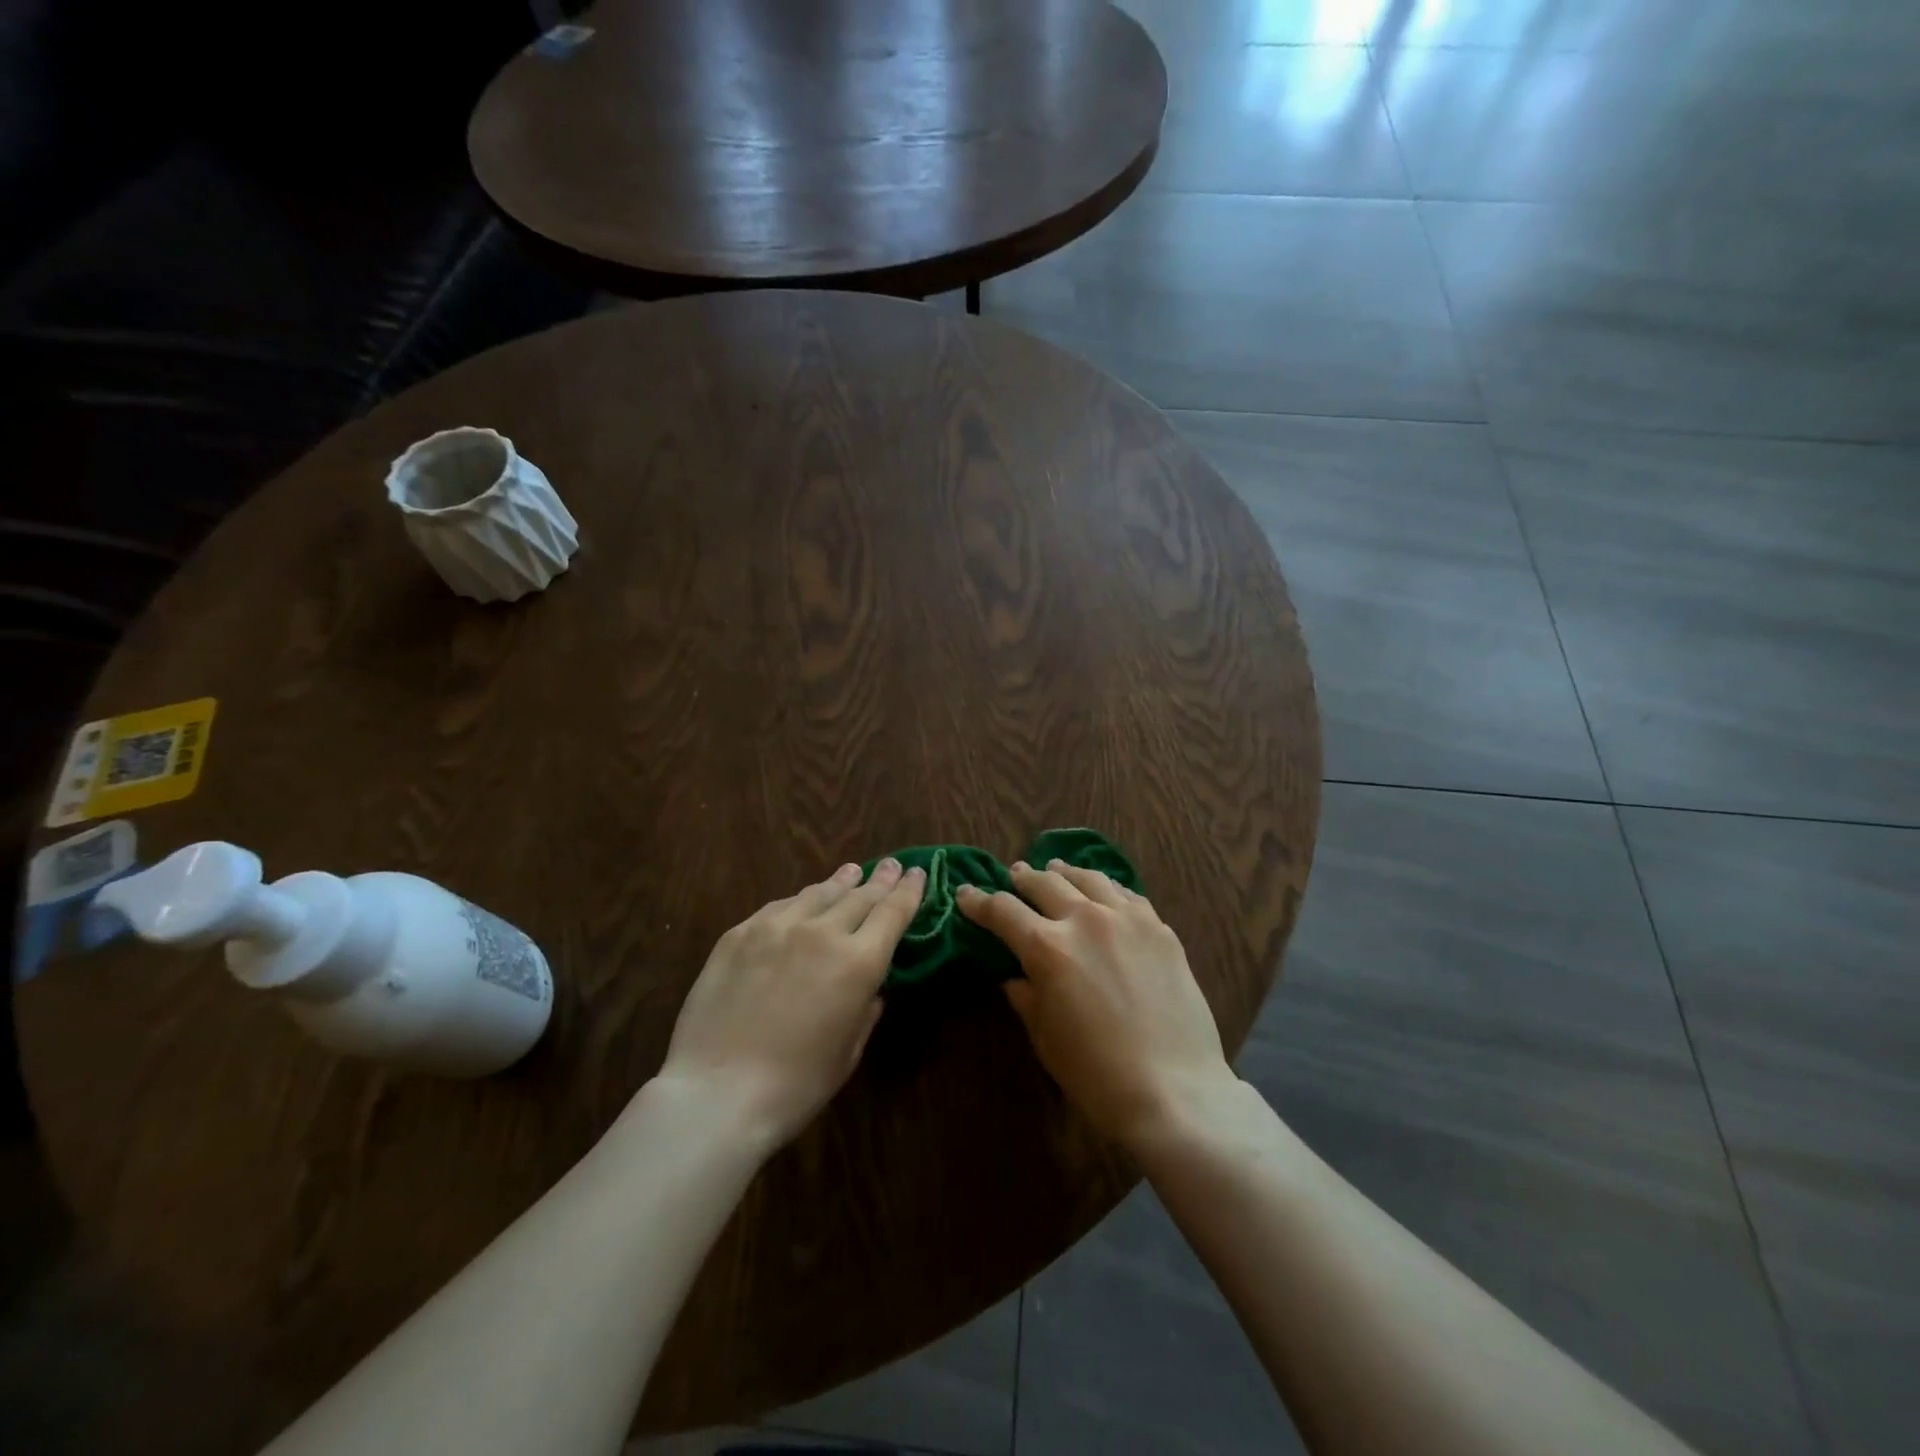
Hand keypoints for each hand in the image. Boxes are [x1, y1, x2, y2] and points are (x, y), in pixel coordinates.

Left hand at [655, 859, 924, 1150]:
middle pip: (859, 896)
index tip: (917, 873)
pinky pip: (779, 907)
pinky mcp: (740, 933)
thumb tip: (869, 990)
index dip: (908, 891)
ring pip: (818, 893)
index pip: (893, 913)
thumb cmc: (795, 1086)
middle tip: (890, 865)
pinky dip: (800, 901)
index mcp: (859, 962)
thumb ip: (865, 1011)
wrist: (716, 1092)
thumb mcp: (849, 1053)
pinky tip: (802, 901)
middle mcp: (822, 932)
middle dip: (879, 880)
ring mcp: (777, 927)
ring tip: (851, 872)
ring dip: (840, 882)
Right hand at [957, 860, 1235, 1148]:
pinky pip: (1127, 894)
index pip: (1002, 910)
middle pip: (1044, 883)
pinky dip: (1106, 887)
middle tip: (1013, 876)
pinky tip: (1104, 891)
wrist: (1175, 1090)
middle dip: (1022, 878)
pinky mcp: (1159, 928)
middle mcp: (1085, 919)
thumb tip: (1015, 975)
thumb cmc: (1096, 1074)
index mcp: (1047, 947)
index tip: (965, 894)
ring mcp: (1127, 919)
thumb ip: (1025, 995)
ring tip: (1056, 868)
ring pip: (1088, 878)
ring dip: (1065, 872)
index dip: (978, 901)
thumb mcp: (1045, 1037)